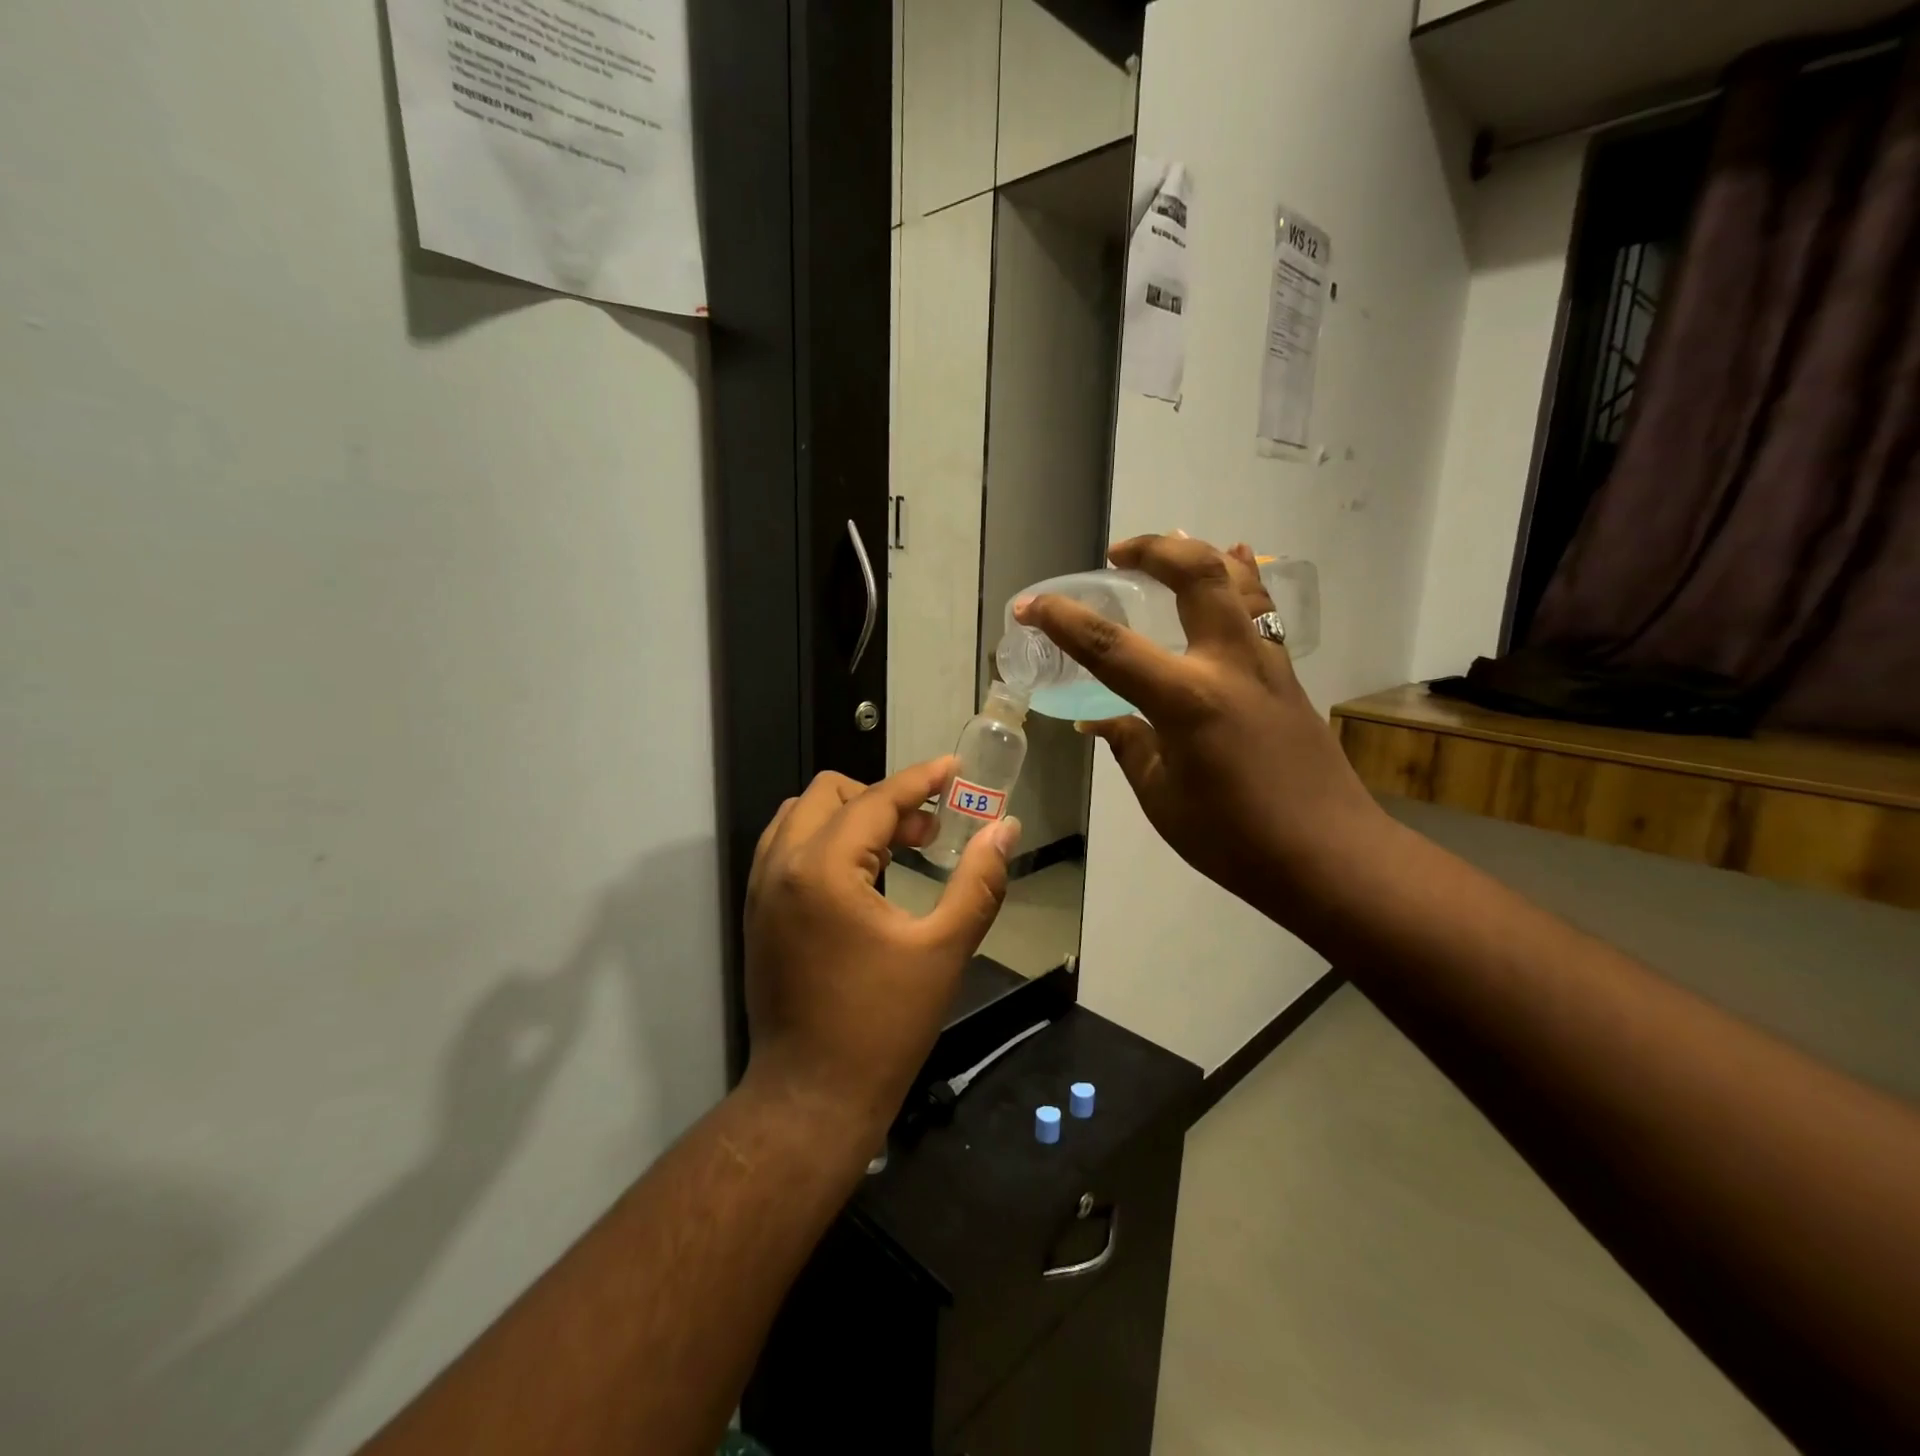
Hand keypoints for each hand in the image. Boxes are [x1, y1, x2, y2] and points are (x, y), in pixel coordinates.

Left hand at [742, 759, 1020, 1134]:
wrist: (812, 1098)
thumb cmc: (882, 1026)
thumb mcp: (943, 950)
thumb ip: (979, 882)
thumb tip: (1005, 829)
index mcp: (823, 869)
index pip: (876, 801)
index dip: (921, 780)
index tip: (955, 771)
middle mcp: (781, 866)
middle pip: (830, 793)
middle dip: (883, 799)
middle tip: (928, 831)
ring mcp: (761, 890)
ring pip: (802, 816)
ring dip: (851, 816)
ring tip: (897, 848)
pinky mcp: (758, 913)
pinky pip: (787, 848)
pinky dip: (825, 841)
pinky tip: (862, 876)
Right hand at [1014, 533, 1386, 922]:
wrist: (1330, 855)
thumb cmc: (1235, 838)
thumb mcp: (1163, 798)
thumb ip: (1130, 747)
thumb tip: (1101, 721)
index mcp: (1186, 702)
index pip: (1110, 647)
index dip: (1062, 621)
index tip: (1030, 605)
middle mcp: (1228, 665)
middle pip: (1195, 575)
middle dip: (1152, 550)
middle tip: (1117, 555)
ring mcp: (1266, 663)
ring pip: (1239, 580)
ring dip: (1199, 554)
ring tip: (1170, 548)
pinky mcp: (1287, 674)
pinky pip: (1261, 611)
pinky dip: (1242, 579)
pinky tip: (1236, 564)